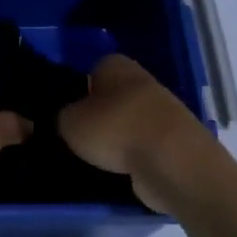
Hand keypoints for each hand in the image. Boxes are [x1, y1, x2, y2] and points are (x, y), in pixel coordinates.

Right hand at [59, 54, 217, 209]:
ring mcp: (162, 111)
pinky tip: (119, 171)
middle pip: (112, 97)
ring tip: (95, 159)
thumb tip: (66, 120)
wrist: (171, 160)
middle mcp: (141, 81)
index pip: (91, 70)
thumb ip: (62, 116)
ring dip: (116, 138)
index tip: (66, 113)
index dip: (77, 90)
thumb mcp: (69, 122)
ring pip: (129, 122)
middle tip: (77, 138)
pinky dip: (133, 157)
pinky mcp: (174, 141)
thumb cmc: (114, 129)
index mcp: (115, 64)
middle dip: (98, 116)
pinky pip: (144, 146)